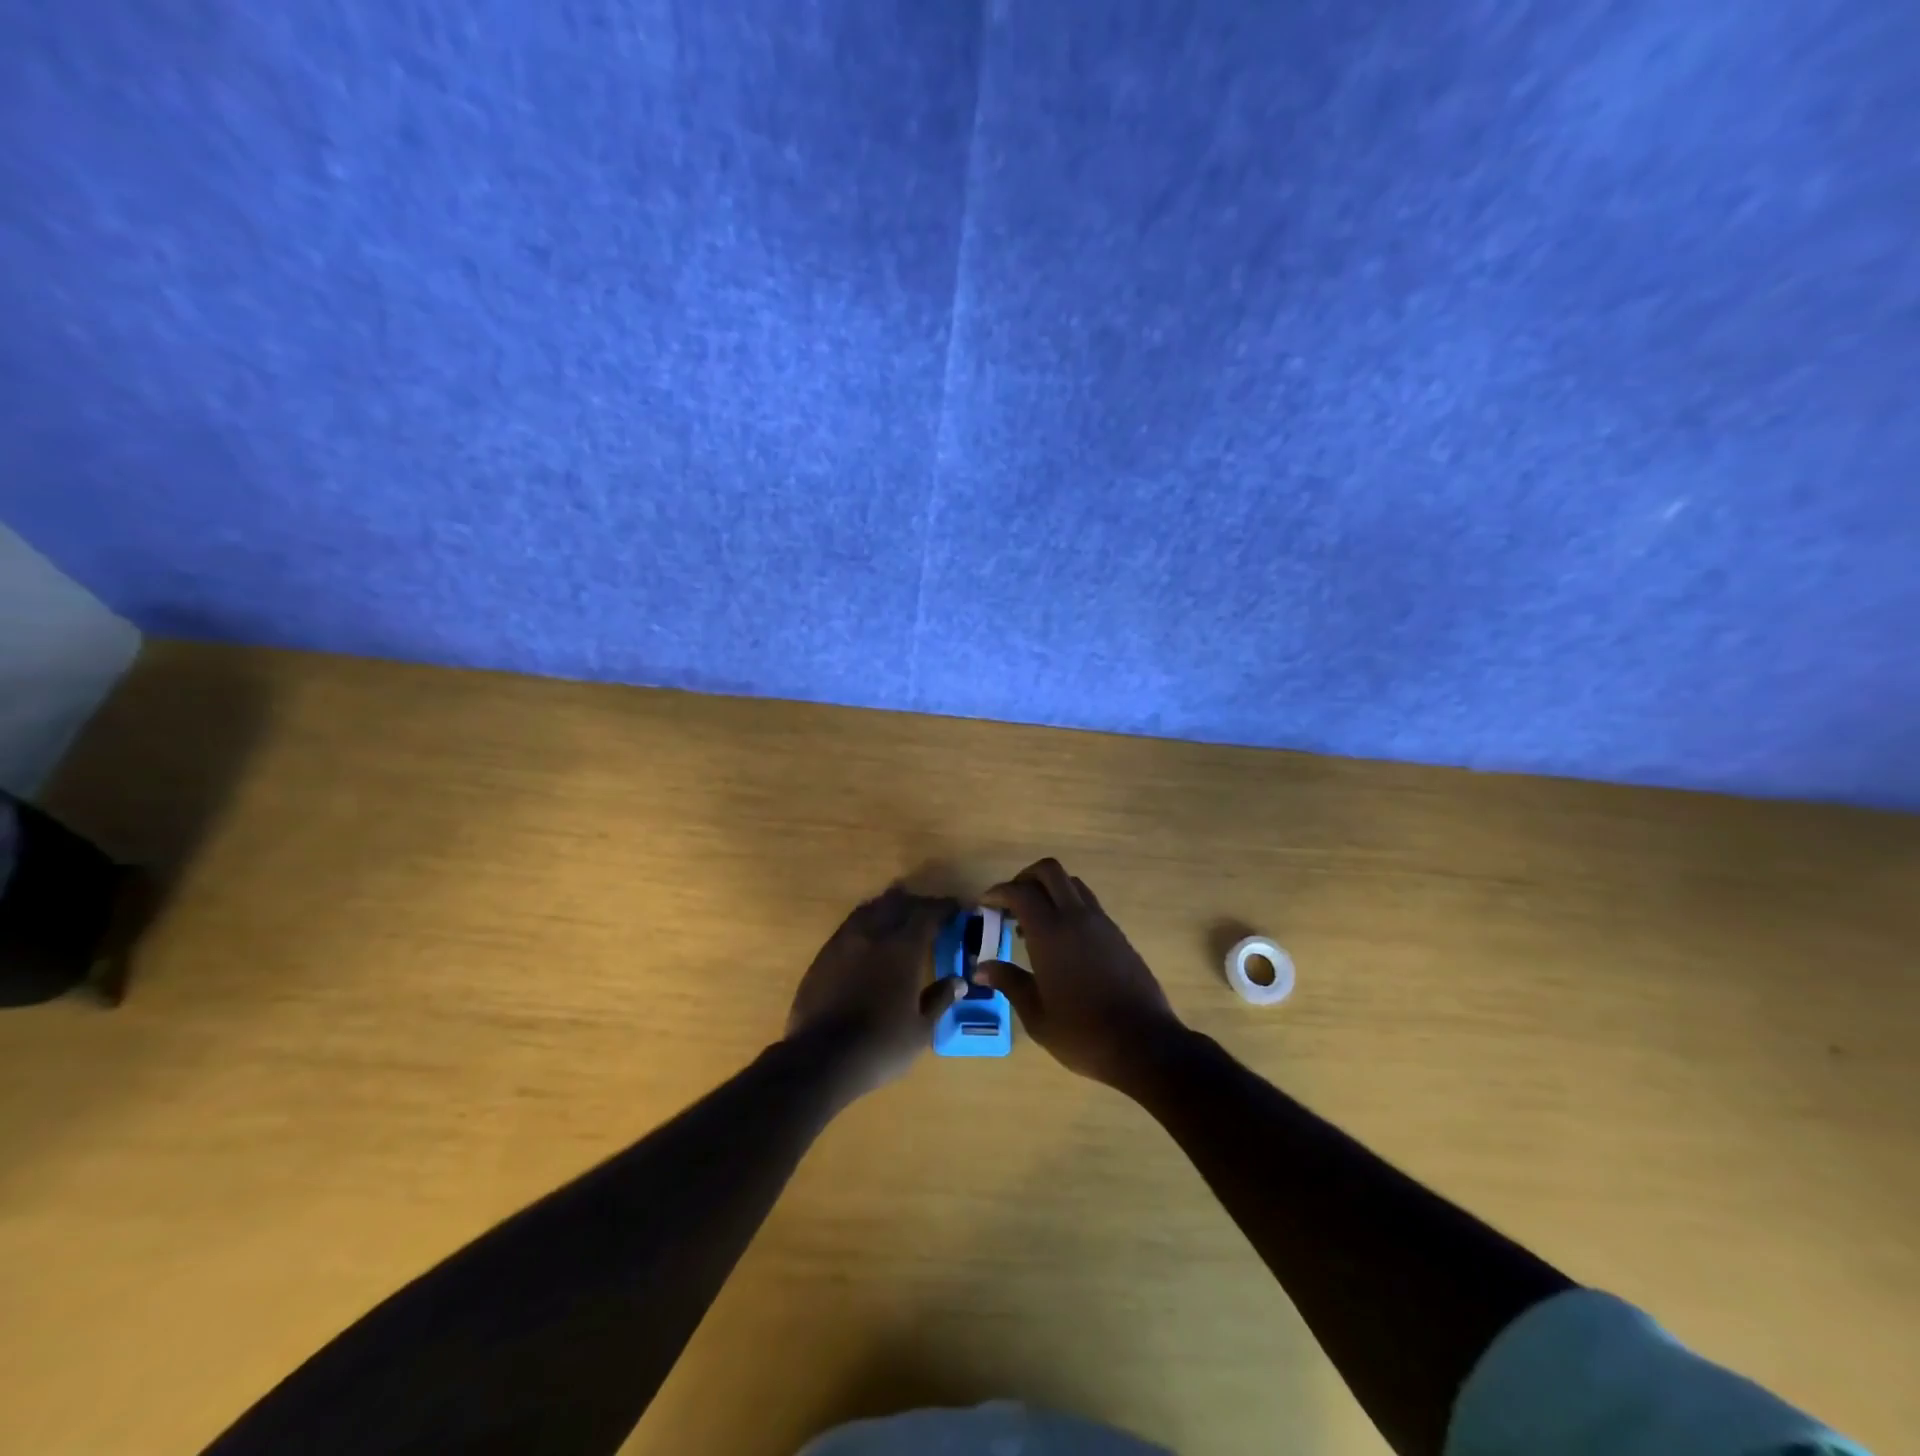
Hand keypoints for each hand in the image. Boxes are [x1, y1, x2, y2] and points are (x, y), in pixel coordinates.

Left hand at [786, 886, 964, 1097]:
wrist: (822, 1059)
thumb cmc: (881, 1046)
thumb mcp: (921, 1030)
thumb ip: (939, 1000)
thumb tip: (958, 982)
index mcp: (903, 949)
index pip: (927, 914)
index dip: (943, 907)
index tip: (955, 908)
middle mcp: (873, 935)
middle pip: (897, 904)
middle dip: (916, 903)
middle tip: (929, 911)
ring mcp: (844, 942)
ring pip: (869, 910)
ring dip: (887, 906)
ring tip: (898, 912)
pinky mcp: (823, 956)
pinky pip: (849, 926)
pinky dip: (865, 922)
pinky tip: (868, 936)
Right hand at [975, 858, 1185, 1088]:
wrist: (1145, 1044)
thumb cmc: (1082, 1033)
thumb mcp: (1037, 1015)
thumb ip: (1009, 982)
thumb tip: (981, 967)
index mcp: (1051, 933)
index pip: (1020, 892)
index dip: (998, 892)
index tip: (985, 905)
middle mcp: (1076, 917)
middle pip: (1049, 871)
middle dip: (1025, 877)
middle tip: (1010, 903)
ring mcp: (1102, 923)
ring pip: (1072, 883)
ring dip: (1049, 890)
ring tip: (1035, 922)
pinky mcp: (1118, 935)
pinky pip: (1089, 904)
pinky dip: (1069, 906)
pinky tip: (1062, 941)